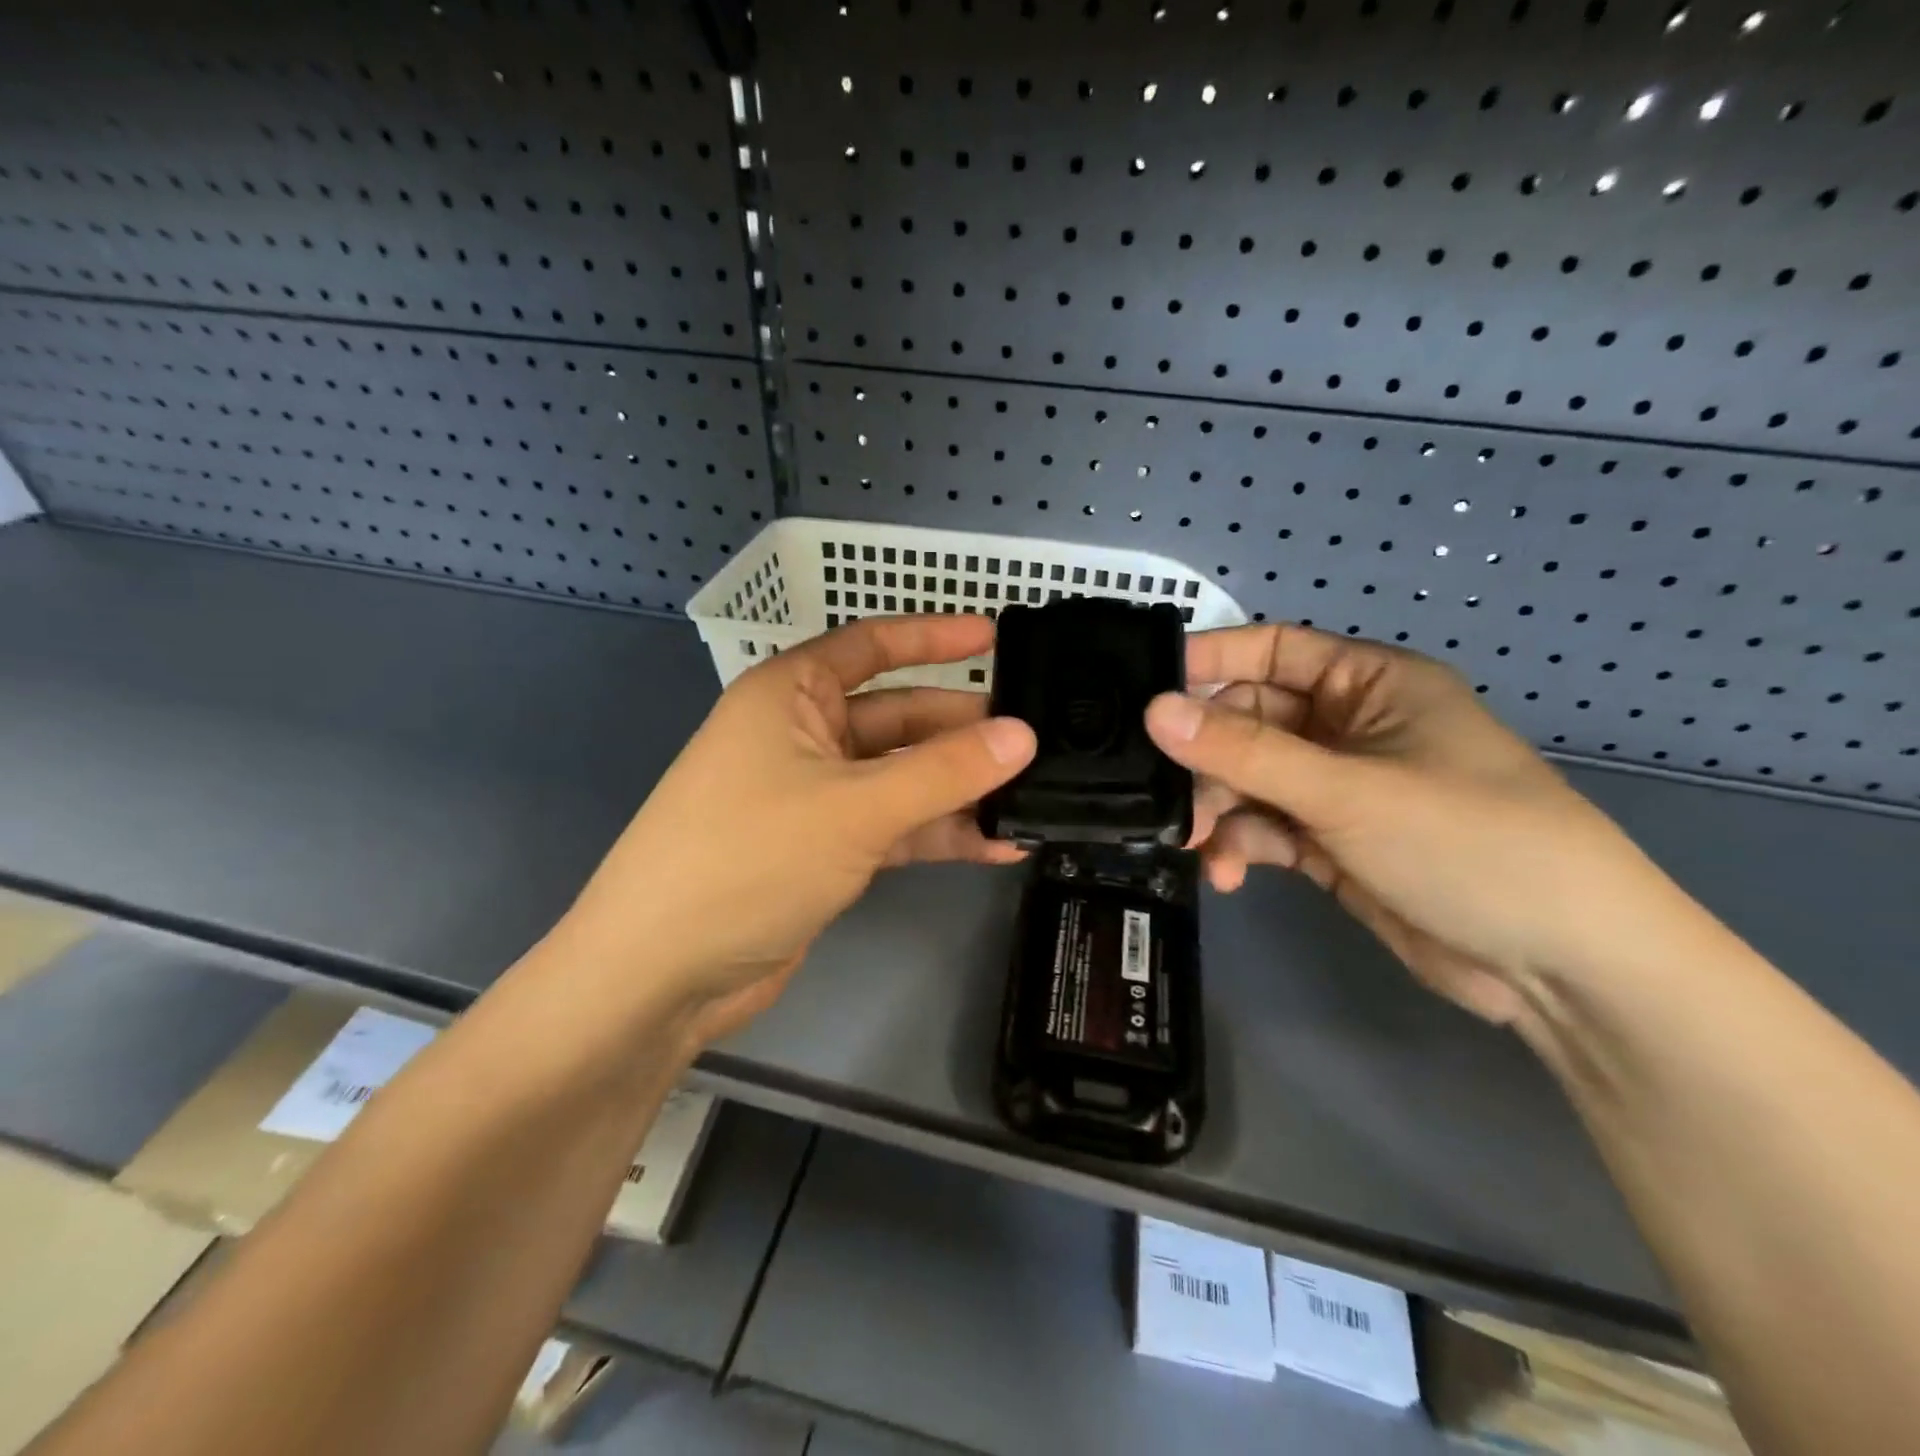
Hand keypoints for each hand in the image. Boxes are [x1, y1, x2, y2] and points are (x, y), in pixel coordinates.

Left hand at [551, 615, 1035, 1046]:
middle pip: (897, 717)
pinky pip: (893, 827)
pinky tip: (998, 848)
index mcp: (790, 695)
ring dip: (958, 790)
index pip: (871, 646)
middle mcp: (801, 736)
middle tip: (1034, 740)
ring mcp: (813, 796)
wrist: (661, 973)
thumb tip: (1022, 735)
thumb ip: (943, 771)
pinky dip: (939, 835)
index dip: (933, 637)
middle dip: (961, 729)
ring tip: (1032, 798)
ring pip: (901, 777)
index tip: (995, 636)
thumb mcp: (855, 807)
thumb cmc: (748, 859)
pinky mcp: (824, 849)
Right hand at [1147, 624, 1675, 1025]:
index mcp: (1369, 684)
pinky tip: (1229, 874)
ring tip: (1197, 845)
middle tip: (1167, 796)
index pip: (1272, 651)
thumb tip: (1155, 710)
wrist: (1561, 966)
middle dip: (1208, 760)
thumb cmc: (1468, 843)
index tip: (1145, 689)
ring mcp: (1340, 789)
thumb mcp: (1347, 790)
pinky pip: (1267, 829)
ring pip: (1251, 781)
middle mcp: (1350, 728)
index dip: (1209, 662)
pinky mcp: (1334, 843)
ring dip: (1219, 810)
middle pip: (1250, 723)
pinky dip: (1242, 846)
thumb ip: (1244, 751)